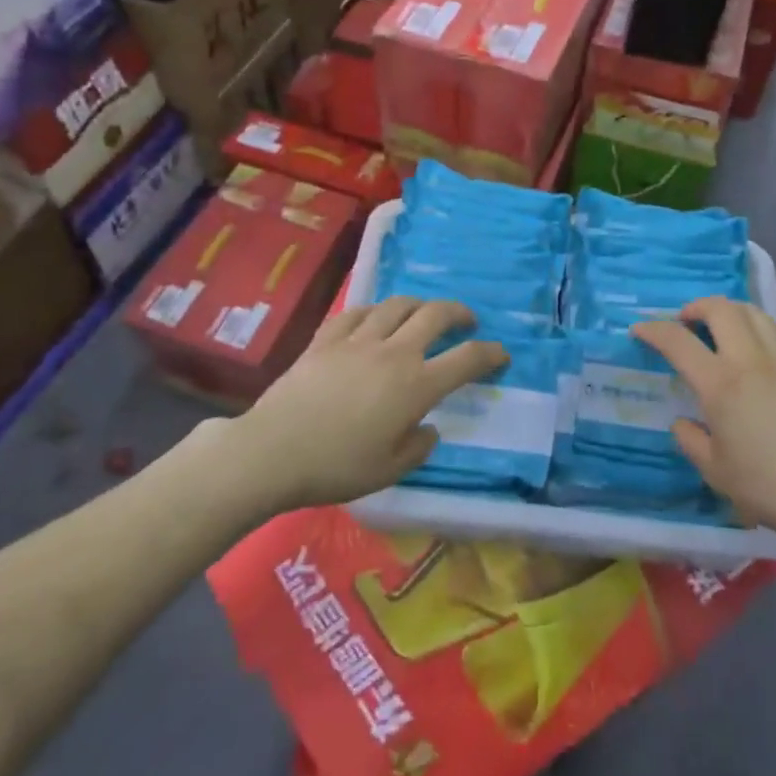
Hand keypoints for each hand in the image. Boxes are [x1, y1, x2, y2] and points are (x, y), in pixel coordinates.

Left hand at [219, 298, 507, 513]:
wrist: (274, 450)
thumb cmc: (337, 466)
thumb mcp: (390, 470)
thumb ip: (418, 447)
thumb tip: (428, 428)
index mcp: (416, 385)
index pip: (466, 359)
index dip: (490, 354)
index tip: (501, 355)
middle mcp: (394, 352)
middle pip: (435, 315)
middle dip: (459, 313)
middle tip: (466, 322)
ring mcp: (358, 340)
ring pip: (397, 305)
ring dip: (418, 305)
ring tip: (422, 315)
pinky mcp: (327, 339)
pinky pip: (357, 312)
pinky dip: (374, 312)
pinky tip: (374, 320)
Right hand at [631, 298, 775, 547]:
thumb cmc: (771, 486)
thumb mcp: (717, 472)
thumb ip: (692, 441)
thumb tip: (683, 423)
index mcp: (721, 383)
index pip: (678, 341)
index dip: (654, 329)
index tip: (640, 329)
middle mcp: (751, 359)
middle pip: (720, 309)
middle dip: (696, 307)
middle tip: (686, 323)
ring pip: (754, 312)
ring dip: (730, 312)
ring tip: (722, 329)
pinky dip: (763, 327)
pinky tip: (762, 346)